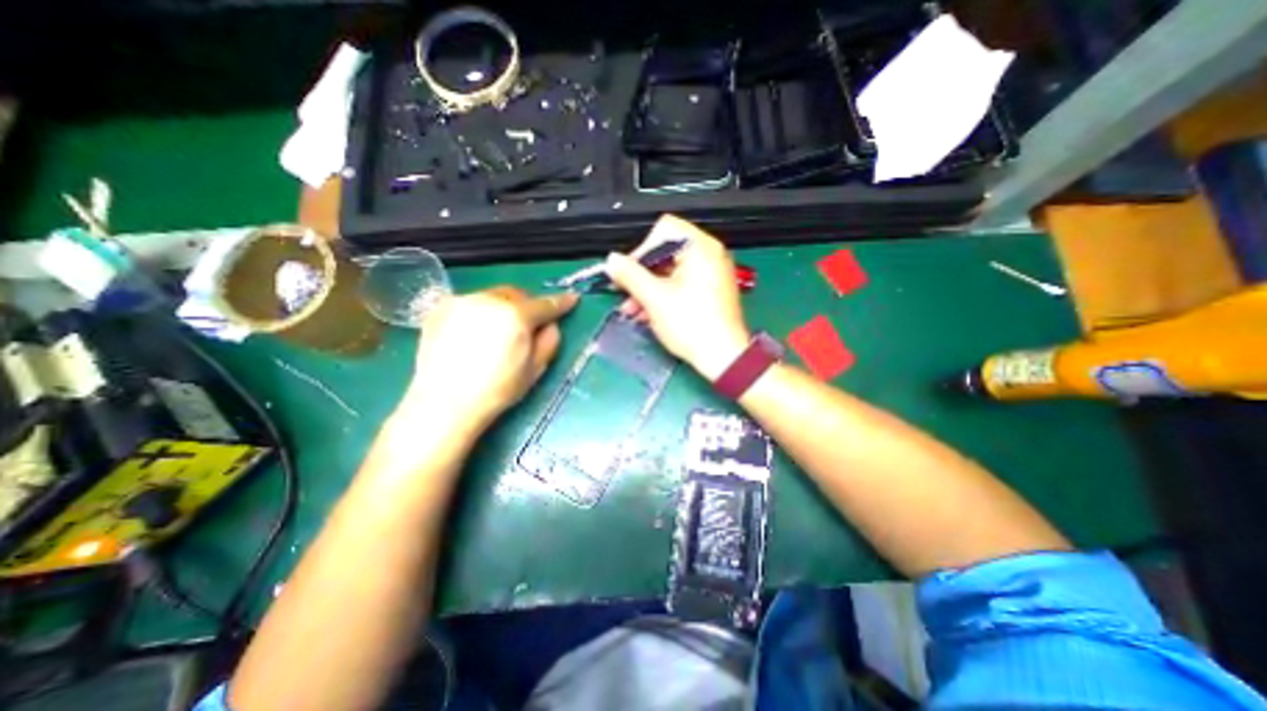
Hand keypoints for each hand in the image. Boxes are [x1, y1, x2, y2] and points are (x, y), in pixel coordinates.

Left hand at [396, 286, 578, 429]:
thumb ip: (549, 341)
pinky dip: (481, 313)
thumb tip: (551, 325)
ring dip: (503, 308)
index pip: (544, 305)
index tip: (571, 299)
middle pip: (516, 294)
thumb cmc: (497, 390)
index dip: (560, 302)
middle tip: (528, 325)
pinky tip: (476, 334)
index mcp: (515, 317)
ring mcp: (461, 302)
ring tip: (499, 332)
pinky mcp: (440, 308)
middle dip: (526, 306)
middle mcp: (488, 301)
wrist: (445, 404)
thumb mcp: (535, 369)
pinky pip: (471, 303)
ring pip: (492, 296)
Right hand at [605, 217, 744, 380]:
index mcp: (700, 248)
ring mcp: (711, 274)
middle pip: (665, 252)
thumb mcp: (655, 298)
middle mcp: (709, 255)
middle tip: (625, 293)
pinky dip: (663, 295)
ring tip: (632, 310)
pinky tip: (648, 314)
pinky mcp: (710, 291)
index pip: (663, 230)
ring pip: (670, 272)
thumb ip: (630, 275)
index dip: (641, 250)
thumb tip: (612, 260)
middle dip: (641, 274)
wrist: (723, 358)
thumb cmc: (692, 325)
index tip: (628, 273)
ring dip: (648, 288)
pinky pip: (680, 285)